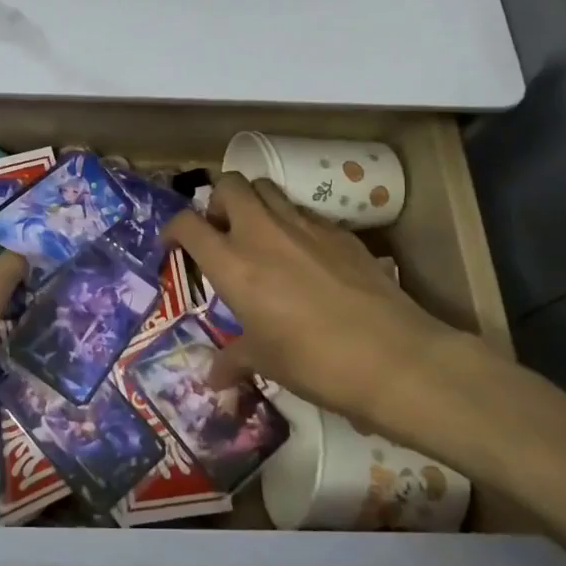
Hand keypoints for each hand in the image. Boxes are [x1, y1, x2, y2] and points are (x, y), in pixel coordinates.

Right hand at [164, 174, 490, 452]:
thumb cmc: (313, 361)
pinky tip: (304, 257)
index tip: (174, 245)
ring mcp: (305, 226)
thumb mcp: (264, 361)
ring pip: (268, 189)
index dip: (173, 229)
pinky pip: (305, 213)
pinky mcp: (340, 231)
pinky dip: (293, 224)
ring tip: (259, 237)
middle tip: (222, 232)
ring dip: (255, 204)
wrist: (392, 357)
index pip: (188, 224)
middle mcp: (262, 233)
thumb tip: (214, 381)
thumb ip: (233, 360)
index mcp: (232, 263)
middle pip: (230, 184)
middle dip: (218, 201)